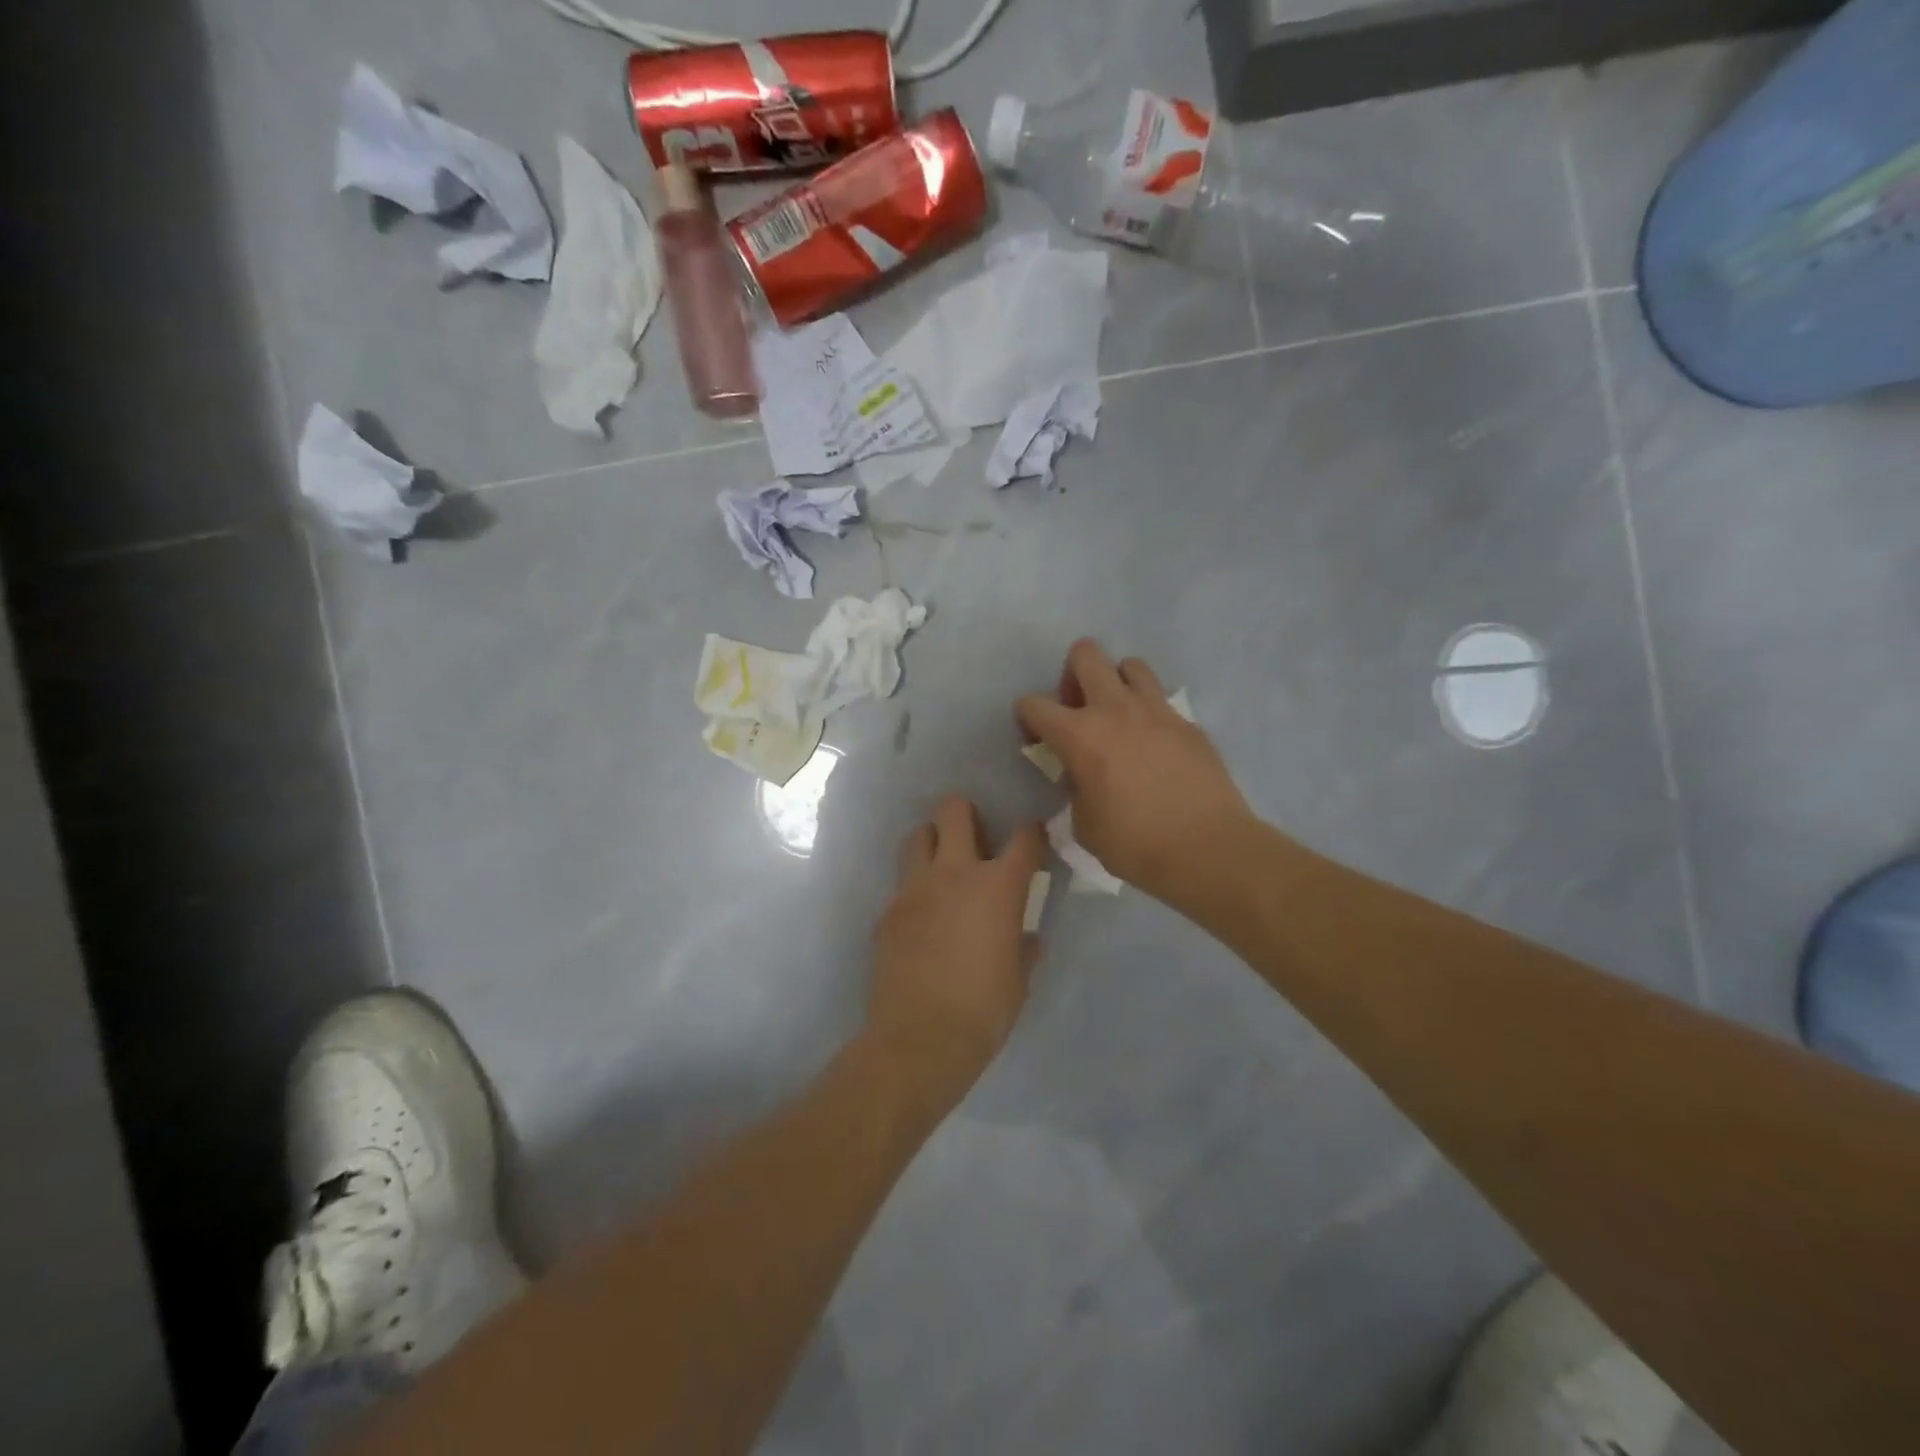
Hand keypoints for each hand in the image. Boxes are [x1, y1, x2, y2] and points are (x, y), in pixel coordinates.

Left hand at [869, 796, 1046, 1100]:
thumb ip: (1024, 947)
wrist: (920, 1038)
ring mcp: (914, 888)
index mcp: (998, 886)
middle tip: (975, 837)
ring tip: (943, 867)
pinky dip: (916, 888)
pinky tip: (922, 916)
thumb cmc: (984, 1010)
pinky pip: (902, 883)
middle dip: (966, 813)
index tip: (1033, 840)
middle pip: (954, 810)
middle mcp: (954, 873)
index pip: (1024, 838)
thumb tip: (1027, 937)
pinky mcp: (888, 910)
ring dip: (933, 842)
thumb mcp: (1019, 979)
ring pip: (918, 835)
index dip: (1033, 833)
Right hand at [1017, 640, 1255, 906]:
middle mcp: (1116, 709)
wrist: (1208, 849)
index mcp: (1080, 734)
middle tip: (1078, 711)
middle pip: (1085, 654)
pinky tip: (1153, 747)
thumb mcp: (1084, 824)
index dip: (1027, 719)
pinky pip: (1161, 701)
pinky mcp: (1188, 723)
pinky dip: (1148, 713)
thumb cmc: (1136, 844)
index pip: (1034, 704)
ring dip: (1116, 684)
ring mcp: (1157, 710)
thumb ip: (1075, 788)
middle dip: (1071, 676)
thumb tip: (1082, 774)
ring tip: (1118, 718)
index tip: (1037, 742)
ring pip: (1130, 665)